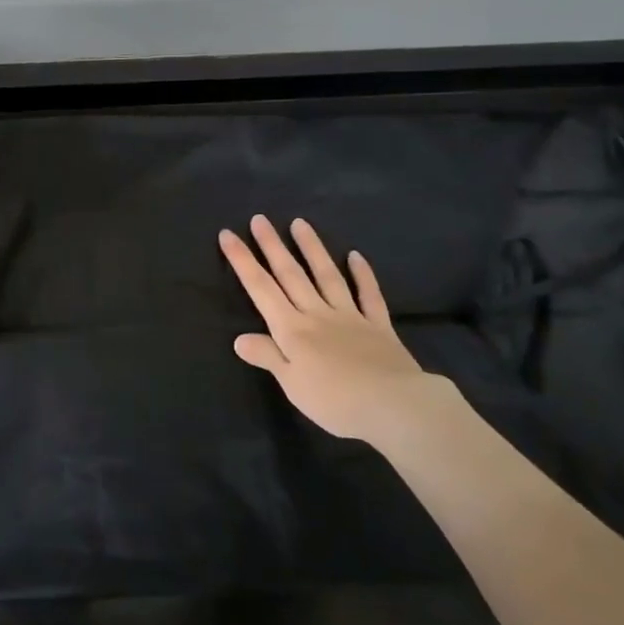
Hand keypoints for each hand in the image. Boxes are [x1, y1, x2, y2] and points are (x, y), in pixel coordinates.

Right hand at [218, 215, 439, 439]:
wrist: (395, 405)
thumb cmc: (336, 400)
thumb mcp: (292, 384)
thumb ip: (268, 356)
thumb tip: (239, 338)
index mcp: (291, 329)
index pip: (260, 288)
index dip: (242, 260)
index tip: (228, 235)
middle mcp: (317, 314)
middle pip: (291, 274)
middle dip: (272, 246)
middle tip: (260, 219)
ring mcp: (349, 316)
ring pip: (326, 276)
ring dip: (312, 248)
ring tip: (299, 223)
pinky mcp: (378, 326)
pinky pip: (369, 295)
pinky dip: (362, 275)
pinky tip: (356, 256)